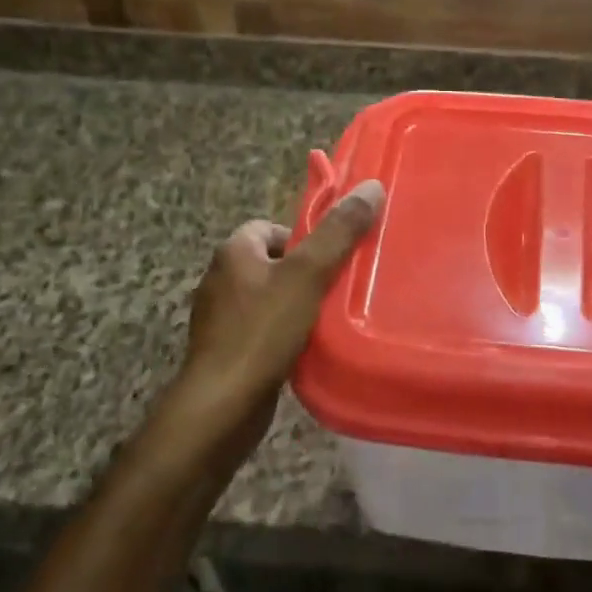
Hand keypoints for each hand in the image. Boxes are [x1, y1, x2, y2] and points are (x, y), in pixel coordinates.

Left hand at [163, 180, 384, 467]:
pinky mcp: (225, 350)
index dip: (304, 238)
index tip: (331, 259)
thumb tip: (371, 186)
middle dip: (305, 273)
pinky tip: (305, 348)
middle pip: (273, 262)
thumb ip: (338, 232)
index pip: (271, 227)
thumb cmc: (263, 331)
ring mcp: (220, 318)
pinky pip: (262, 329)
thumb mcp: (308, 275)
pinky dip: (284, 334)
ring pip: (269, 298)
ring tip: (327, 319)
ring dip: (296, 305)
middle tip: (337, 288)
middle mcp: (221, 278)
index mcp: (234, 251)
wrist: (223, 405)